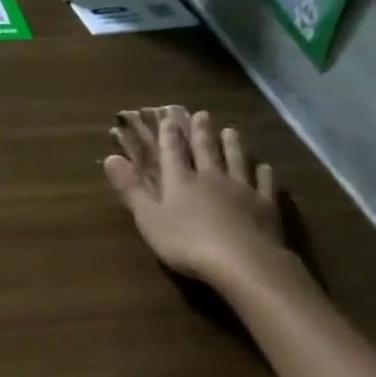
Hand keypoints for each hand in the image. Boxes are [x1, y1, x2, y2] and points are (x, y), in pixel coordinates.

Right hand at [104, 106, 286, 286]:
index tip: (169, 117)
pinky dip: (263, 173)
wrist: (243, 262)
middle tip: (202, 114)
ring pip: (236, 160)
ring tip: (230, 130)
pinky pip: (264, 184)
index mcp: (181, 181)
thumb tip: (110, 157)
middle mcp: (211, 178)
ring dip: (232, 145)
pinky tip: (264, 167)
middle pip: (206, 150)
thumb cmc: (187, 243)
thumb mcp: (149, 218)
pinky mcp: (265, 206)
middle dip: (201, 132)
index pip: (172, 152)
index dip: (169, 134)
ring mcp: (241, 190)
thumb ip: (131, 188)